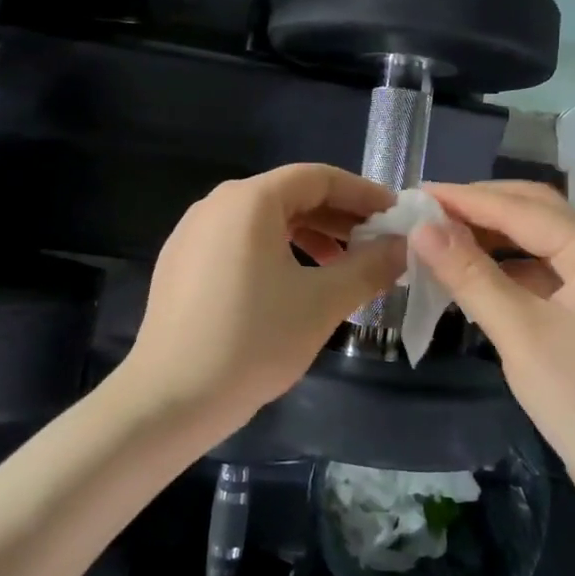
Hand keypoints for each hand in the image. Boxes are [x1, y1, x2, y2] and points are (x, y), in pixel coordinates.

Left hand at [122, 163, 405, 438]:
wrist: (170, 398)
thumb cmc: (253, 340)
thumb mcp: (322, 303)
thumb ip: (369, 267)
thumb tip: (403, 246)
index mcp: (249, 200)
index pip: (318, 177)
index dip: (362, 193)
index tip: (394, 216)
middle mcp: (217, 204)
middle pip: (290, 196)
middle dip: (338, 218)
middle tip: (375, 245)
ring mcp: (193, 232)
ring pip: (264, 220)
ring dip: (309, 236)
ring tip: (341, 269)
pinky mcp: (181, 262)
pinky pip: (239, 241)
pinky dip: (276, 252)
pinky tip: (294, 285)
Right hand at [410, 181, 574, 504]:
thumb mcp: (519, 332)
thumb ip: (470, 274)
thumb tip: (422, 227)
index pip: (520, 208)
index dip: (465, 198)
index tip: (415, 194)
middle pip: (536, 212)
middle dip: (482, 207)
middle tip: (428, 212)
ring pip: (540, 242)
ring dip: (494, 237)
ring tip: (443, 240)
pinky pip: (545, 272)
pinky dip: (508, 268)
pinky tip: (477, 278)